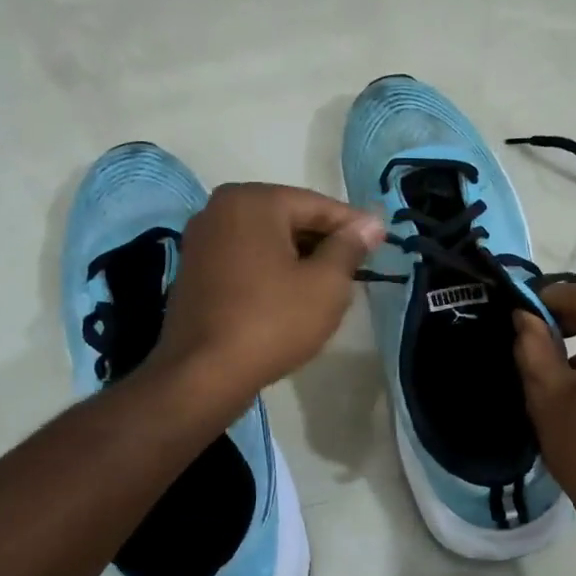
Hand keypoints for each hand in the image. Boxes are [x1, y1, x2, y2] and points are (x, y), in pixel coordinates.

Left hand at [156, 183, 383, 400]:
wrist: (203, 375)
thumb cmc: (272, 321)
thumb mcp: (326, 284)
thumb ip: (350, 247)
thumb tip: (371, 223)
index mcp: (252, 201)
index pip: (318, 205)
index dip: (354, 226)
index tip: (381, 243)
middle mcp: (220, 209)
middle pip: (289, 219)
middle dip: (324, 242)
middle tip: (357, 268)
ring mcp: (201, 240)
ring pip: (267, 241)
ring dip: (299, 258)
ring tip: (330, 285)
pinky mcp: (194, 270)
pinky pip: (245, 260)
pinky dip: (271, 271)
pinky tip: (292, 297)